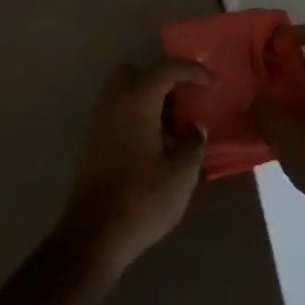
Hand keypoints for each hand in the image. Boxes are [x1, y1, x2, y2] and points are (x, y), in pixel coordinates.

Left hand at [57, 61, 211, 277]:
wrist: (93, 234)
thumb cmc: (142, 199)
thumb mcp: (181, 174)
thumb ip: (192, 143)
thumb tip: (194, 127)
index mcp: (136, 102)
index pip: (165, 70)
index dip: (191, 71)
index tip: (211, 82)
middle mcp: (113, 103)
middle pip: (136, 74)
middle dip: (161, 80)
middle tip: (183, 101)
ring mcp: (98, 122)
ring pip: (124, 94)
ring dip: (149, 101)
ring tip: (174, 129)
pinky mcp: (92, 142)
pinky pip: (117, 113)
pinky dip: (136, 117)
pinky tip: (155, 145)